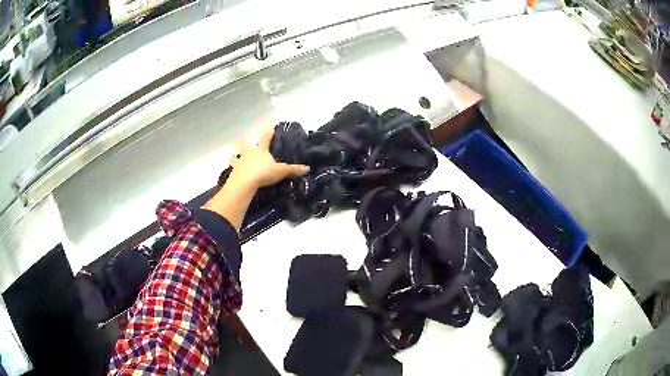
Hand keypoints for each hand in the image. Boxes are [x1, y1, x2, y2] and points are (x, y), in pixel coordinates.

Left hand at [228, 128, 308, 189]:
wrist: (244, 183)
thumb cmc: (263, 173)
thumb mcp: (281, 171)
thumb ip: (293, 169)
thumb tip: (307, 168)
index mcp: (261, 150)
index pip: (266, 138)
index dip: (269, 133)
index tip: (270, 129)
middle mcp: (249, 153)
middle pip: (245, 146)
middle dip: (243, 143)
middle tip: (239, 140)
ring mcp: (239, 162)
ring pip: (235, 158)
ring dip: (234, 157)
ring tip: (230, 157)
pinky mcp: (233, 172)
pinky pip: (233, 170)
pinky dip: (232, 170)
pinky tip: (231, 172)